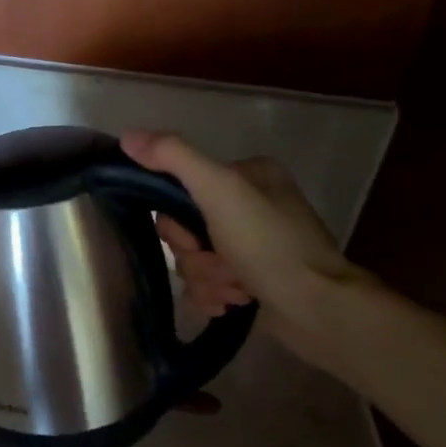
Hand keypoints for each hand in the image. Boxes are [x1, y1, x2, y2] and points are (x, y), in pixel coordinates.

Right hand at [120, 130, 369, 359]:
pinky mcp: (251, 279)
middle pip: (185, 230)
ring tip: (235, 290)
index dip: (175, 222)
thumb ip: (174, 159)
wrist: (317, 310)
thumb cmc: (269, 246)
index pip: (179, 190)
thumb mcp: (220, 191)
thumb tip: (128, 136)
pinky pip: (208, 284)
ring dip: (206, 280)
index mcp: (248, 175)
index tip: (193, 239)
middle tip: (219, 266)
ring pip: (194, 260)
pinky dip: (214, 296)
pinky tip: (235, 303)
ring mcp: (252, 245)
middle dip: (195, 256)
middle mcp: (250, 205)